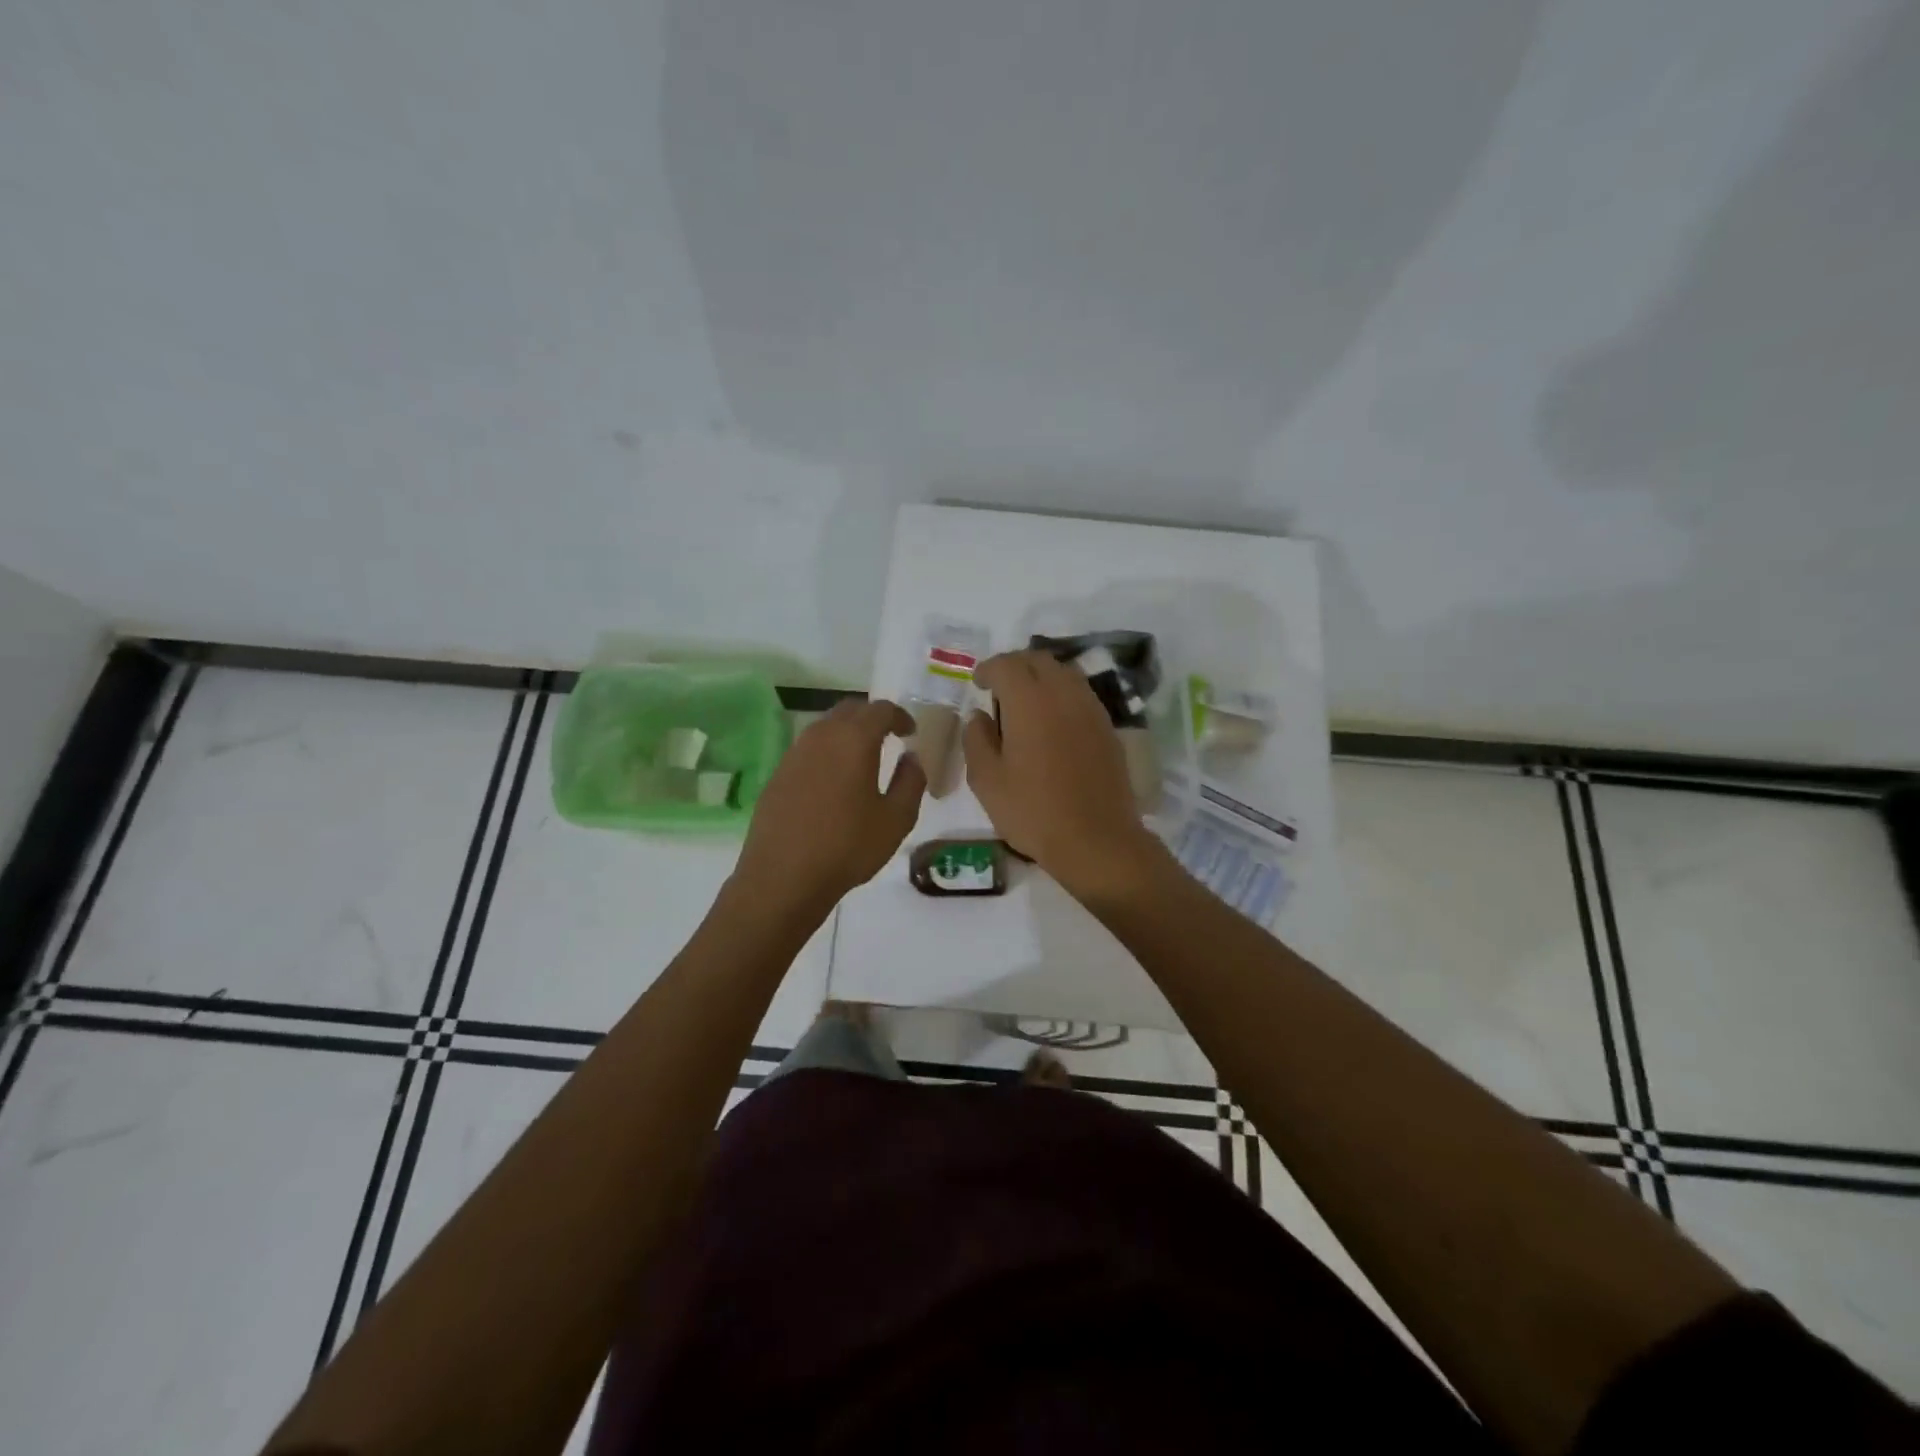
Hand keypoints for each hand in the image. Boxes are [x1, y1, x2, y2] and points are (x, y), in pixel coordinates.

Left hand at [732, 698, 924, 918]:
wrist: (783, 877)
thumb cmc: (847, 847)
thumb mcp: (896, 819)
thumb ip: (911, 781)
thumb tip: (911, 758)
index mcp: (854, 739)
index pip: (881, 710)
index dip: (900, 716)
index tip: (911, 732)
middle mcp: (821, 736)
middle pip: (850, 710)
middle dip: (872, 717)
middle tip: (889, 736)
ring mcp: (794, 753)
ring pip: (826, 726)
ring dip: (847, 732)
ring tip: (862, 756)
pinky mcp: (778, 773)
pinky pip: (809, 748)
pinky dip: (827, 751)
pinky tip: (834, 779)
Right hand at [963, 651, 1164, 902]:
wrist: (1096, 839)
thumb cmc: (1033, 811)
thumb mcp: (987, 781)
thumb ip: (976, 739)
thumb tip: (979, 716)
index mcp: (1029, 701)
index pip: (1006, 664)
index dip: (987, 669)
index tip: (977, 683)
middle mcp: (1063, 693)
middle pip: (1038, 660)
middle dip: (1014, 666)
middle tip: (999, 687)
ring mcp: (1091, 708)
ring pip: (1064, 672)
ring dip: (1041, 677)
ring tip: (1026, 702)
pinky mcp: (1107, 726)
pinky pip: (1081, 694)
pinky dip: (1062, 694)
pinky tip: (1053, 721)